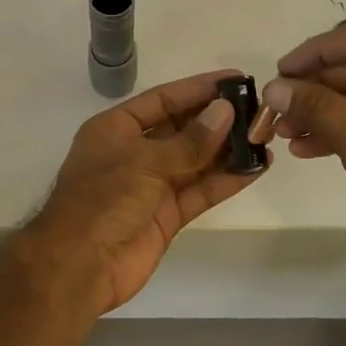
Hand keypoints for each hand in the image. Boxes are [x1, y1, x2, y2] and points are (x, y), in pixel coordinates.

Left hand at [26, 70, 263, 312]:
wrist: (79, 265)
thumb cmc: (102, 200)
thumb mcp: (144, 161)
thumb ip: (188, 141)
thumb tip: (225, 112)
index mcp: (115, 129)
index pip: (162, 100)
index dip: (198, 89)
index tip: (236, 79)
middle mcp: (134, 153)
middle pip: (182, 129)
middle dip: (218, 119)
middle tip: (259, 109)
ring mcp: (151, 186)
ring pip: (196, 161)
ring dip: (228, 150)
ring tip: (266, 136)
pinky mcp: (167, 215)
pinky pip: (200, 191)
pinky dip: (226, 180)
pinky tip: (257, 168)